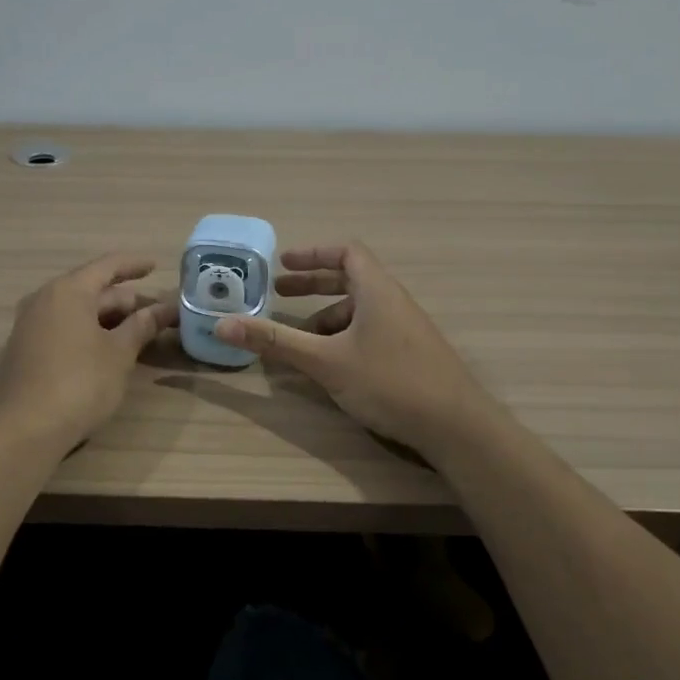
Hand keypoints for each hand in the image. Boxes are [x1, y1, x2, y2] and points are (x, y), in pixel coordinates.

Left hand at [0, 253, 178, 453]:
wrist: (25, 430)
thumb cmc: (80, 383)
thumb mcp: (119, 353)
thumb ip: (141, 327)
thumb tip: (162, 309)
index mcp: (68, 290)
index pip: (107, 266)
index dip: (134, 265)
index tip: (156, 265)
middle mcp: (45, 300)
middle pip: (92, 289)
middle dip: (126, 300)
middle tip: (157, 313)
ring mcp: (31, 326)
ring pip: (78, 311)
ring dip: (108, 319)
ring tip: (138, 332)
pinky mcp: (26, 350)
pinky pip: (64, 328)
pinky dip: (89, 331)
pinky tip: (107, 349)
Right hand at [214, 242, 503, 457]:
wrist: (457, 427)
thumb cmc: (389, 382)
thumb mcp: (325, 361)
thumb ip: (275, 341)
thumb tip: (222, 323)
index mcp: (377, 290)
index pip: (346, 252)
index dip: (313, 253)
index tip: (282, 263)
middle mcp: (393, 301)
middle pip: (350, 279)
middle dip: (312, 286)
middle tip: (279, 295)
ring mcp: (406, 329)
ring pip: (359, 310)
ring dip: (326, 318)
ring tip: (298, 340)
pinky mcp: (411, 354)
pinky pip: (370, 332)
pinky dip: (344, 338)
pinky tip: (330, 367)